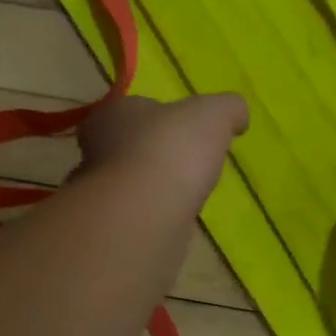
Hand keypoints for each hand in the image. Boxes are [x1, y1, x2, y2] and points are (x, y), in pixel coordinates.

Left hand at [77, 93, 248, 203]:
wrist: (145, 214)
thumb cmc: (171, 150)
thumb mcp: (213, 114)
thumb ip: (228, 108)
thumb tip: (238, 115)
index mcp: (114, 114)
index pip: (137, 108)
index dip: (164, 116)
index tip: (190, 129)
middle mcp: (97, 150)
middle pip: (131, 146)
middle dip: (157, 153)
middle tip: (191, 162)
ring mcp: (101, 192)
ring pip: (132, 183)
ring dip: (156, 187)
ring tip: (188, 193)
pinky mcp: (111, 227)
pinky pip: (138, 215)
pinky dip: (156, 215)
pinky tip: (176, 219)